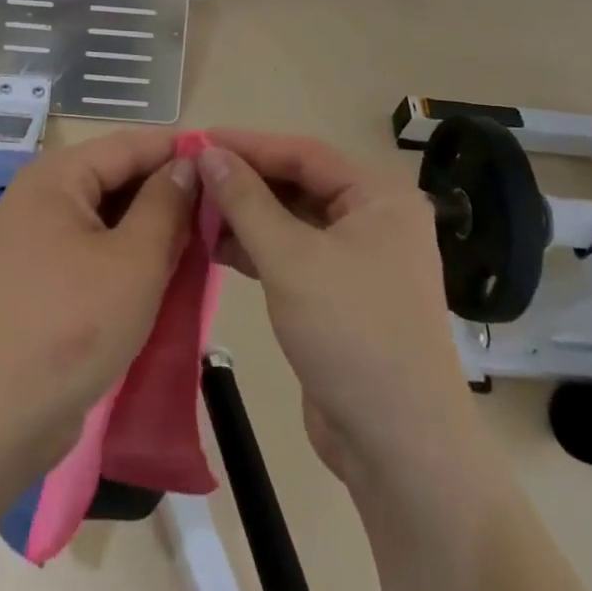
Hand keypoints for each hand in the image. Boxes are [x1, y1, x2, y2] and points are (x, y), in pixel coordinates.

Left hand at [0, 131, 198, 462]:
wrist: (2, 414)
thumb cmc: (74, 323)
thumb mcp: (135, 259)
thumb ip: (166, 204)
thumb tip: (187, 164)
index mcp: (57, 176)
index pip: (128, 145)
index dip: (176, 150)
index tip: (224, 160)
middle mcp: (44, 195)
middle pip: (116, 177)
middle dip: (166, 189)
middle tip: (220, 205)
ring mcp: (41, 237)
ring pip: (110, 214)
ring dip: (152, 224)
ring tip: (203, 234)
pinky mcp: (45, 275)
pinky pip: (97, 245)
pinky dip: (131, 251)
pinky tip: (167, 266)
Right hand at [200, 130, 469, 484]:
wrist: (399, 449)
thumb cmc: (351, 334)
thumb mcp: (291, 259)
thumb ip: (246, 200)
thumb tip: (208, 153)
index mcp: (379, 198)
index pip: (304, 153)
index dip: (249, 145)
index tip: (199, 141)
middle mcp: (374, 220)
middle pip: (299, 184)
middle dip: (246, 181)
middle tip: (192, 176)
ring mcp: (359, 261)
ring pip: (293, 220)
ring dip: (247, 215)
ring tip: (195, 211)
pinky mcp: (341, 296)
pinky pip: (294, 254)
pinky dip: (258, 248)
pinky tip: (216, 247)